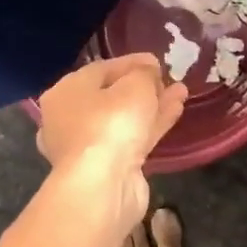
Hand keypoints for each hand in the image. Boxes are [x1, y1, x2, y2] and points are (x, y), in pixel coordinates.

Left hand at [36, 55, 187, 228]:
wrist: (103, 185)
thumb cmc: (111, 123)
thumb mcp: (136, 85)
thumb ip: (145, 73)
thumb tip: (148, 71)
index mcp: (66, 92)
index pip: (102, 69)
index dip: (133, 63)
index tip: (159, 61)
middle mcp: (69, 118)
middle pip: (111, 95)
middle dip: (143, 86)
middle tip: (168, 78)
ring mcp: (88, 146)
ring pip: (124, 119)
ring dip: (152, 105)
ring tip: (180, 92)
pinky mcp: (106, 167)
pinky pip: (132, 138)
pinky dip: (152, 125)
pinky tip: (175, 111)